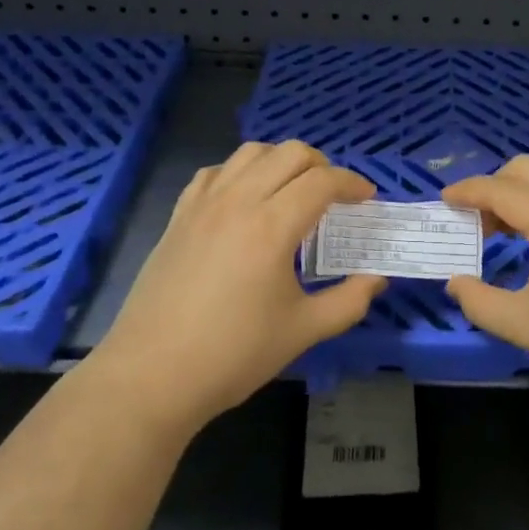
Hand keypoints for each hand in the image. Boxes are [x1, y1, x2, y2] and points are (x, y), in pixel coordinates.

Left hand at [88, 141, 384, 437]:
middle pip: (289, 153)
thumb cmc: (233, 355)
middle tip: (334, 195)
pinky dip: (240, 173)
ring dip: (280, 161)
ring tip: (292, 190)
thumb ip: (349, 300)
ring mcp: (203, 205)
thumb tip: (377, 278)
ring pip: (250, 153)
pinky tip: (245, 200)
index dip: (352, 183)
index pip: (322, 181)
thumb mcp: (303, 331)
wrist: (151, 376)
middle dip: (322, 165)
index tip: (367, 198)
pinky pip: (214, 172)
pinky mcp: (179, 216)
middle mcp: (238, 202)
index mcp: (272, 227)